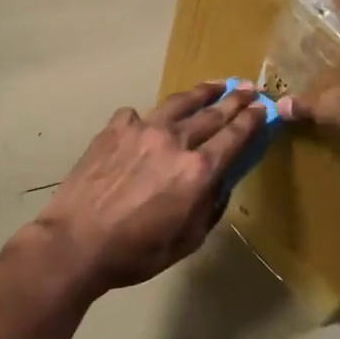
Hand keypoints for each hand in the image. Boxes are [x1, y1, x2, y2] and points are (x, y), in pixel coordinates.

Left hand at [30, 82, 268, 293]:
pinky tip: (149, 121)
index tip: (264, 109)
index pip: (234, 137)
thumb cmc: (134, 253)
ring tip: (215, 85)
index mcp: (197, 171)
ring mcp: (141, 129)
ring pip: (178, 103)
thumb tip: (220, 183)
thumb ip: (209, 208)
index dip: (252, 120)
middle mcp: (174, 141)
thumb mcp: (187, 241)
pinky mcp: (114, 129)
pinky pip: (138, 115)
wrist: (75, 242)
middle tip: (249, 89)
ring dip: (201, 93)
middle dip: (234, 100)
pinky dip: (150, 116)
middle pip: (211, 114)